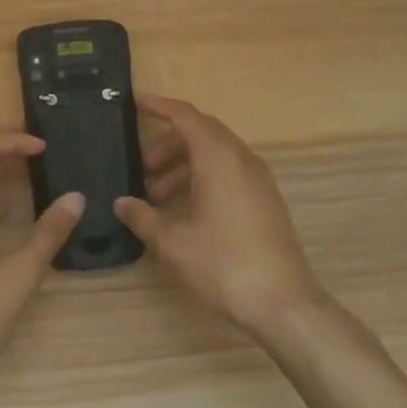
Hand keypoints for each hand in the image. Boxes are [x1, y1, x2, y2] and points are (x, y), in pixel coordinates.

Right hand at [115, 96, 327, 339]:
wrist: (284, 303)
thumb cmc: (224, 264)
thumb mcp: (173, 243)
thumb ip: (143, 217)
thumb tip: (121, 203)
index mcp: (218, 157)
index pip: (185, 116)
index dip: (159, 106)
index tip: (135, 104)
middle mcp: (241, 158)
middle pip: (200, 133)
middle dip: (168, 144)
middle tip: (142, 167)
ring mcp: (258, 179)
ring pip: (215, 154)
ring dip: (184, 165)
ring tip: (157, 196)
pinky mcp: (266, 200)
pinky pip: (229, 172)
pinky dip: (203, 178)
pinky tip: (185, 211)